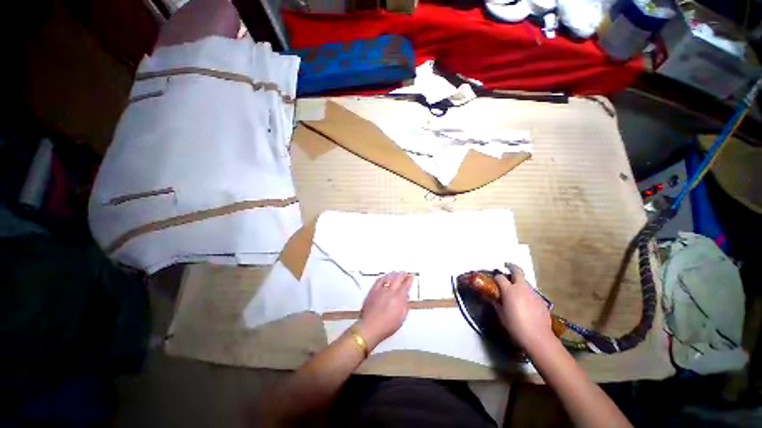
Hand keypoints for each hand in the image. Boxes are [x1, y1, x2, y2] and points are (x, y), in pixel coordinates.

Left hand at [356, 272, 413, 349]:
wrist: (370, 328)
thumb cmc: (385, 326)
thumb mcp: (401, 318)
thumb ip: (405, 306)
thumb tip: (407, 299)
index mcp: (399, 298)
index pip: (406, 285)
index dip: (409, 279)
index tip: (411, 277)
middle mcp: (390, 292)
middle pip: (398, 278)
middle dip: (402, 274)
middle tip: (405, 273)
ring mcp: (381, 290)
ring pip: (388, 277)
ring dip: (393, 274)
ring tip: (396, 272)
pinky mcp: (373, 291)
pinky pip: (379, 280)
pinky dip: (383, 277)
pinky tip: (384, 276)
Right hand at [493, 263, 554, 351]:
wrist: (538, 337)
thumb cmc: (515, 325)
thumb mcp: (501, 314)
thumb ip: (495, 302)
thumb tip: (489, 296)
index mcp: (510, 290)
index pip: (500, 277)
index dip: (496, 277)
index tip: (493, 281)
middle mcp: (522, 288)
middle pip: (517, 271)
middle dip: (511, 266)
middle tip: (506, 266)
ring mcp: (533, 293)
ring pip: (525, 282)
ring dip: (519, 282)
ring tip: (515, 291)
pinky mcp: (541, 300)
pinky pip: (532, 293)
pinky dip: (527, 293)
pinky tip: (525, 304)